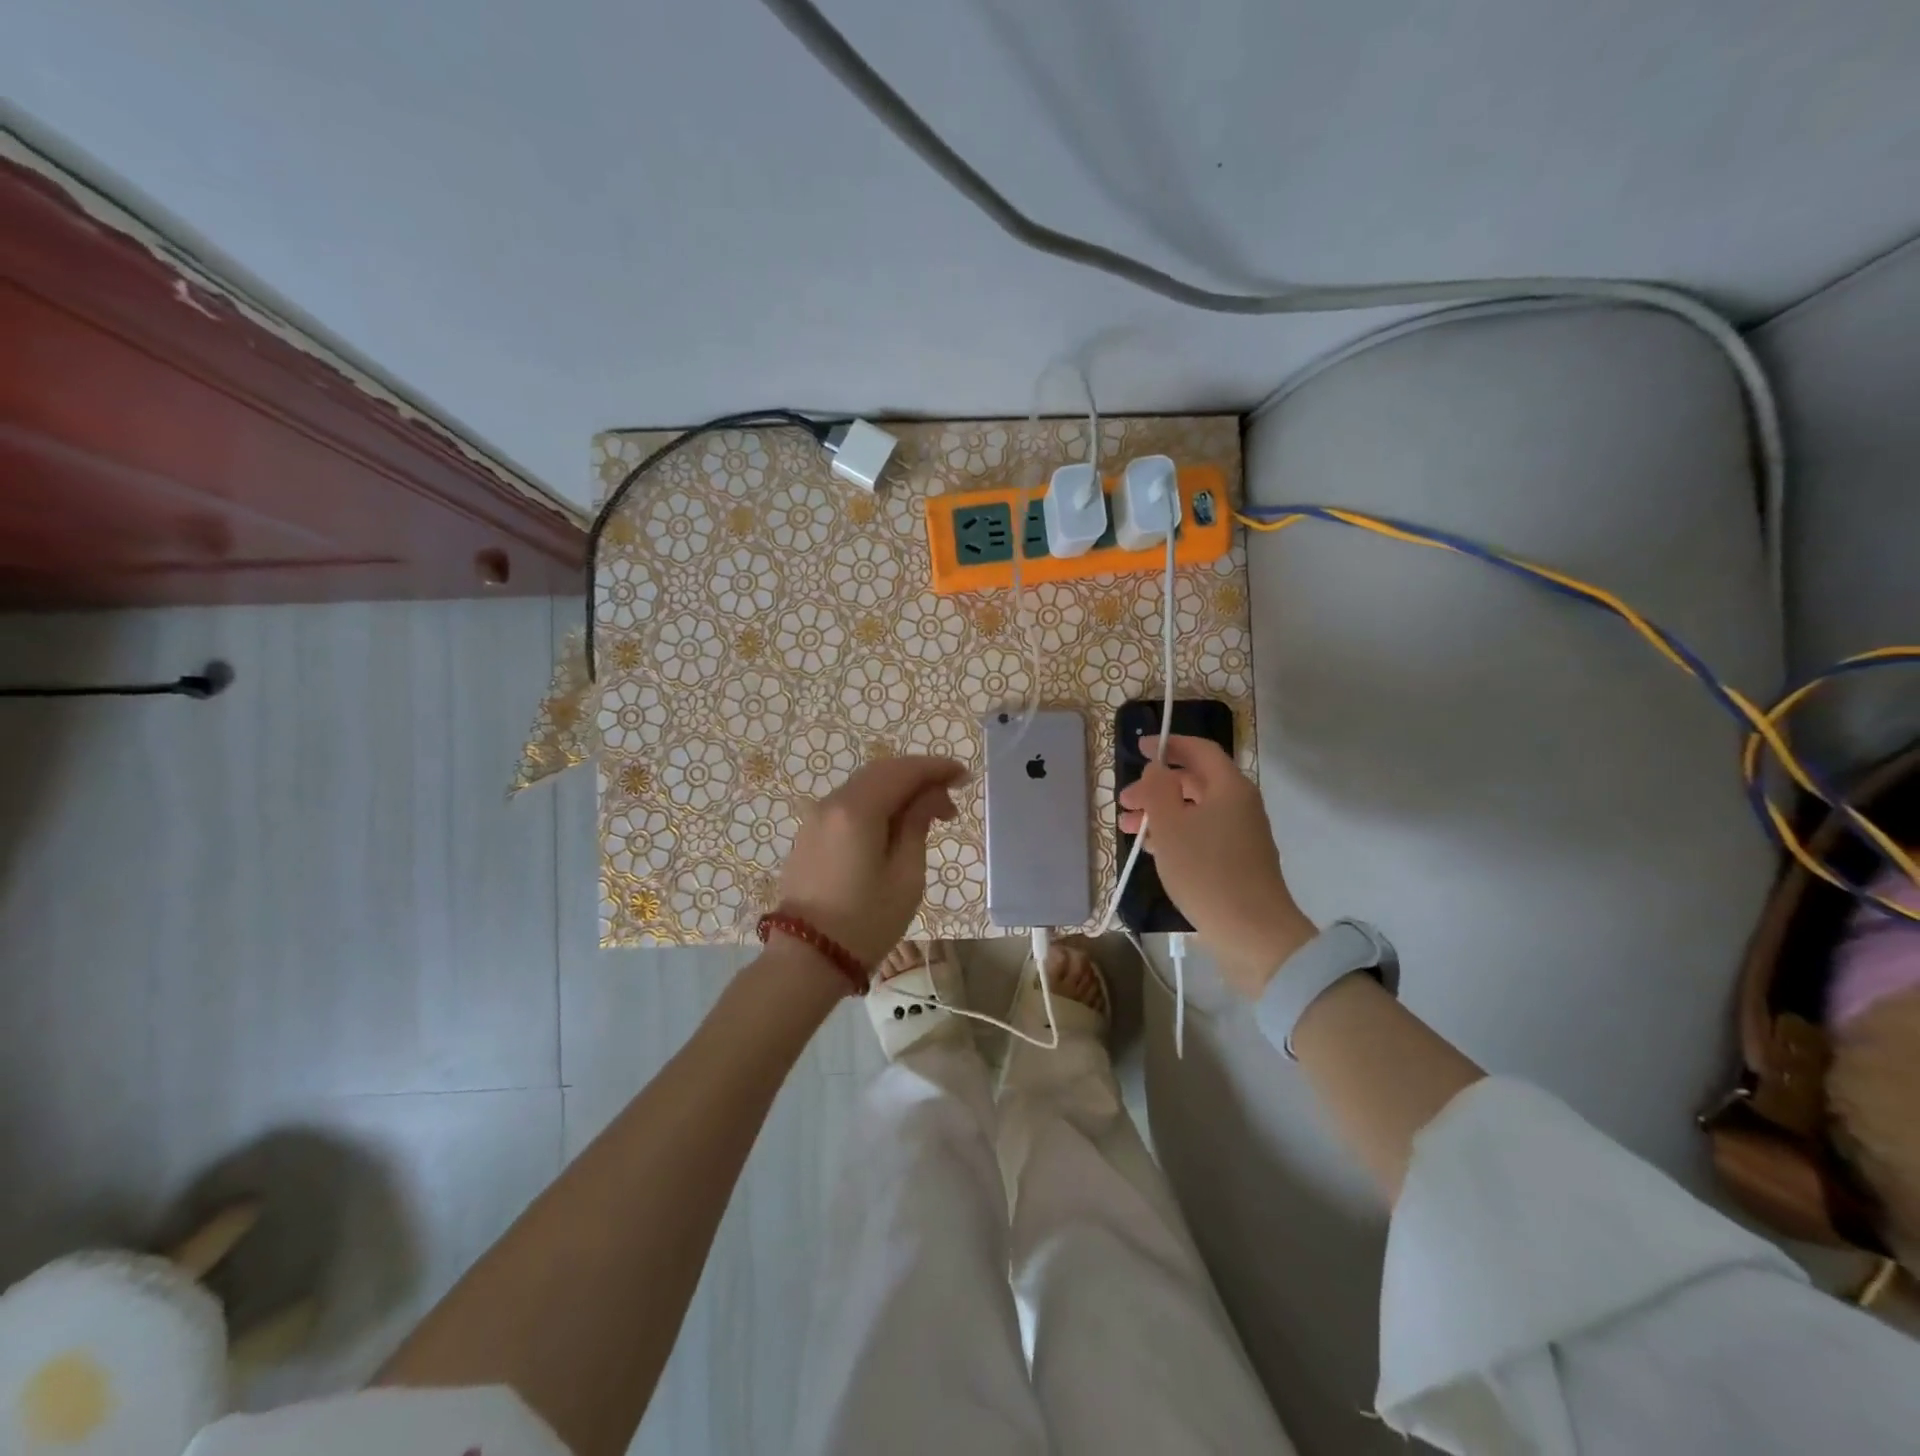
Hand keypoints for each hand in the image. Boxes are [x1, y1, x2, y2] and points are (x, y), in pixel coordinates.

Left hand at [778, 755, 965, 967]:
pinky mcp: (809, 834)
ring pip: (864, 786)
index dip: (937, 768)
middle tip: (950, 800)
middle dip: (919, 778)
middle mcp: (831, 803)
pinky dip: (877, 804)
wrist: (805, 959)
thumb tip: (930, 796)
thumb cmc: (865, 922)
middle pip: (882, 772)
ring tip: (928, 816)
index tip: (964, 777)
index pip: (903, 771)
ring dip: (898, 791)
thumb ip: (917, 825)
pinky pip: (849, 804)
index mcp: (857, 810)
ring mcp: (815, 818)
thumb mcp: (906, 875)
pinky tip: (895, 826)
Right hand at [1118, 735, 1315, 997]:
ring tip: (1129, 830)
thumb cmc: (1206, 871)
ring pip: (1195, 810)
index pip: (1199, 750)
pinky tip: (1152, 849)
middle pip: (1194, 781)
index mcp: (1229, 787)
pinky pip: (1201, 833)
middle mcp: (1239, 804)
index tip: (1139, 749)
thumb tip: (1157, 768)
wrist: (1252, 932)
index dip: (1168, 744)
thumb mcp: (1170, 826)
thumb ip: (1158, 789)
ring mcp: (1241, 834)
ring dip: (1161, 813)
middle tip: (1124, 803)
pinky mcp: (1237, 860)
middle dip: (1156, 787)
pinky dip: (1175, 833)